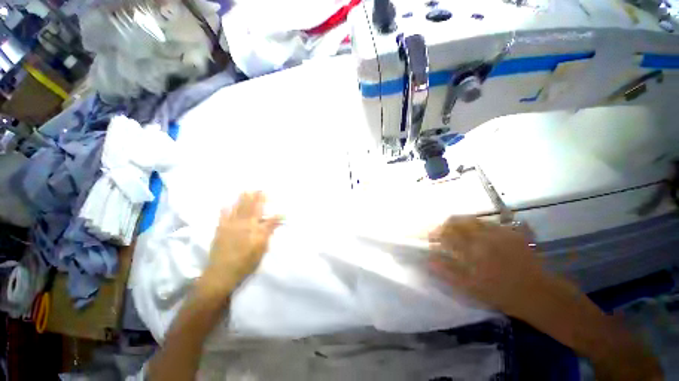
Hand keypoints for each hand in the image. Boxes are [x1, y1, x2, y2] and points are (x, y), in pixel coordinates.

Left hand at [201, 192, 280, 295]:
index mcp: (254, 227)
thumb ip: (269, 230)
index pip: (261, 210)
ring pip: (237, 209)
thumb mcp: (262, 247)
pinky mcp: (220, 230)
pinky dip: (225, 209)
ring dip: (242, 199)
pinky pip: (222, 216)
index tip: (268, 192)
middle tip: (258, 188)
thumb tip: (279, 216)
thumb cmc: (246, 262)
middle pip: (250, 207)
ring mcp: (229, 226)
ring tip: (246, 190)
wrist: (222, 273)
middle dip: (255, 196)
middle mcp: (242, 223)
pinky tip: (226, 203)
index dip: (265, 201)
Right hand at [428, 217, 549, 315]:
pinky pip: (488, 222)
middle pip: (458, 221)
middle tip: (442, 232)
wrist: (536, 293)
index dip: (435, 234)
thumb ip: (446, 271)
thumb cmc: (499, 292)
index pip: (446, 234)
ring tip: (457, 230)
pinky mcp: (510, 232)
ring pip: (472, 219)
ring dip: (460, 222)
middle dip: (445, 224)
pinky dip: (477, 225)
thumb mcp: (469, 287)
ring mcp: (498, 233)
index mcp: (472, 250)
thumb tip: (428, 259)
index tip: (430, 238)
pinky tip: (477, 233)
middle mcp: (483, 236)